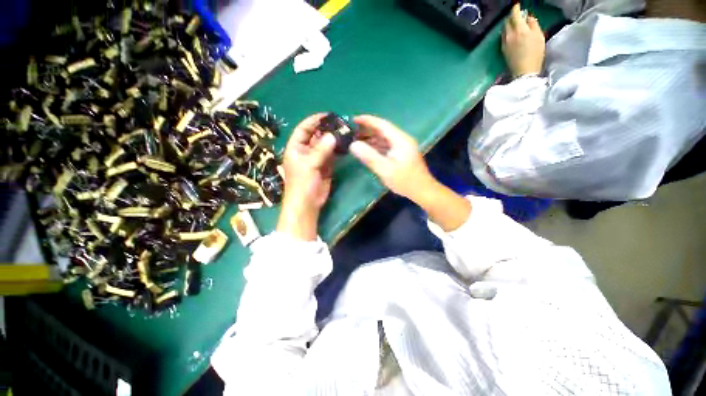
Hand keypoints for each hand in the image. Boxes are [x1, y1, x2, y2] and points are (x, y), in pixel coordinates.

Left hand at [277, 114, 335, 239]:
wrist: (307, 204)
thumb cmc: (302, 184)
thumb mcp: (309, 165)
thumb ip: (321, 150)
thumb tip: (333, 136)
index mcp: (295, 148)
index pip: (303, 129)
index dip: (313, 121)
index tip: (327, 115)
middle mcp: (305, 151)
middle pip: (315, 136)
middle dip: (326, 130)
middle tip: (341, 124)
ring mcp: (316, 159)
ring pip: (325, 145)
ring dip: (333, 139)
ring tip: (345, 132)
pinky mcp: (325, 167)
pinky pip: (331, 155)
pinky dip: (337, 150)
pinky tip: (345, 145)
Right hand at [350, 115, 471, 231]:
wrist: (422, 191)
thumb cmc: (405, 181)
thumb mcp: (385, 170)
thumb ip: (369, 157)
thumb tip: (353, 145)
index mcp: (400, 140)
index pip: (382, 124)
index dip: (367, 120)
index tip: (353, 119)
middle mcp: (401, 140)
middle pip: (382, 130)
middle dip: (367, 130)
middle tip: (351, 132)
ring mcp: (402, 147)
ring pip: (383, 139)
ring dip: (370, 139)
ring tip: (355, 141)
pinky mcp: (400, 154)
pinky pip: (385, 146)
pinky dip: (375, 147)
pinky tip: (366, 150)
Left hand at [502, 4, 544, 77]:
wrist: (524, 71)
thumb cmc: (535, 53)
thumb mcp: (539, 35)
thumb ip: (533, 24)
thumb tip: (528, 17)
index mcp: (519, 29)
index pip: (514, 15)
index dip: (515, 8)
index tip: (517, 5)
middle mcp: (509, 35)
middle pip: (507, 22)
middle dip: (511, 16)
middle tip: (517, 15)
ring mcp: (504, 43)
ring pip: (503, 29)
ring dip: (508, 25)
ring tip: (514, 24)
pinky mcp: (502, 50)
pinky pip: (503, 37)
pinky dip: (506, 32)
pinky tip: (511, 34)